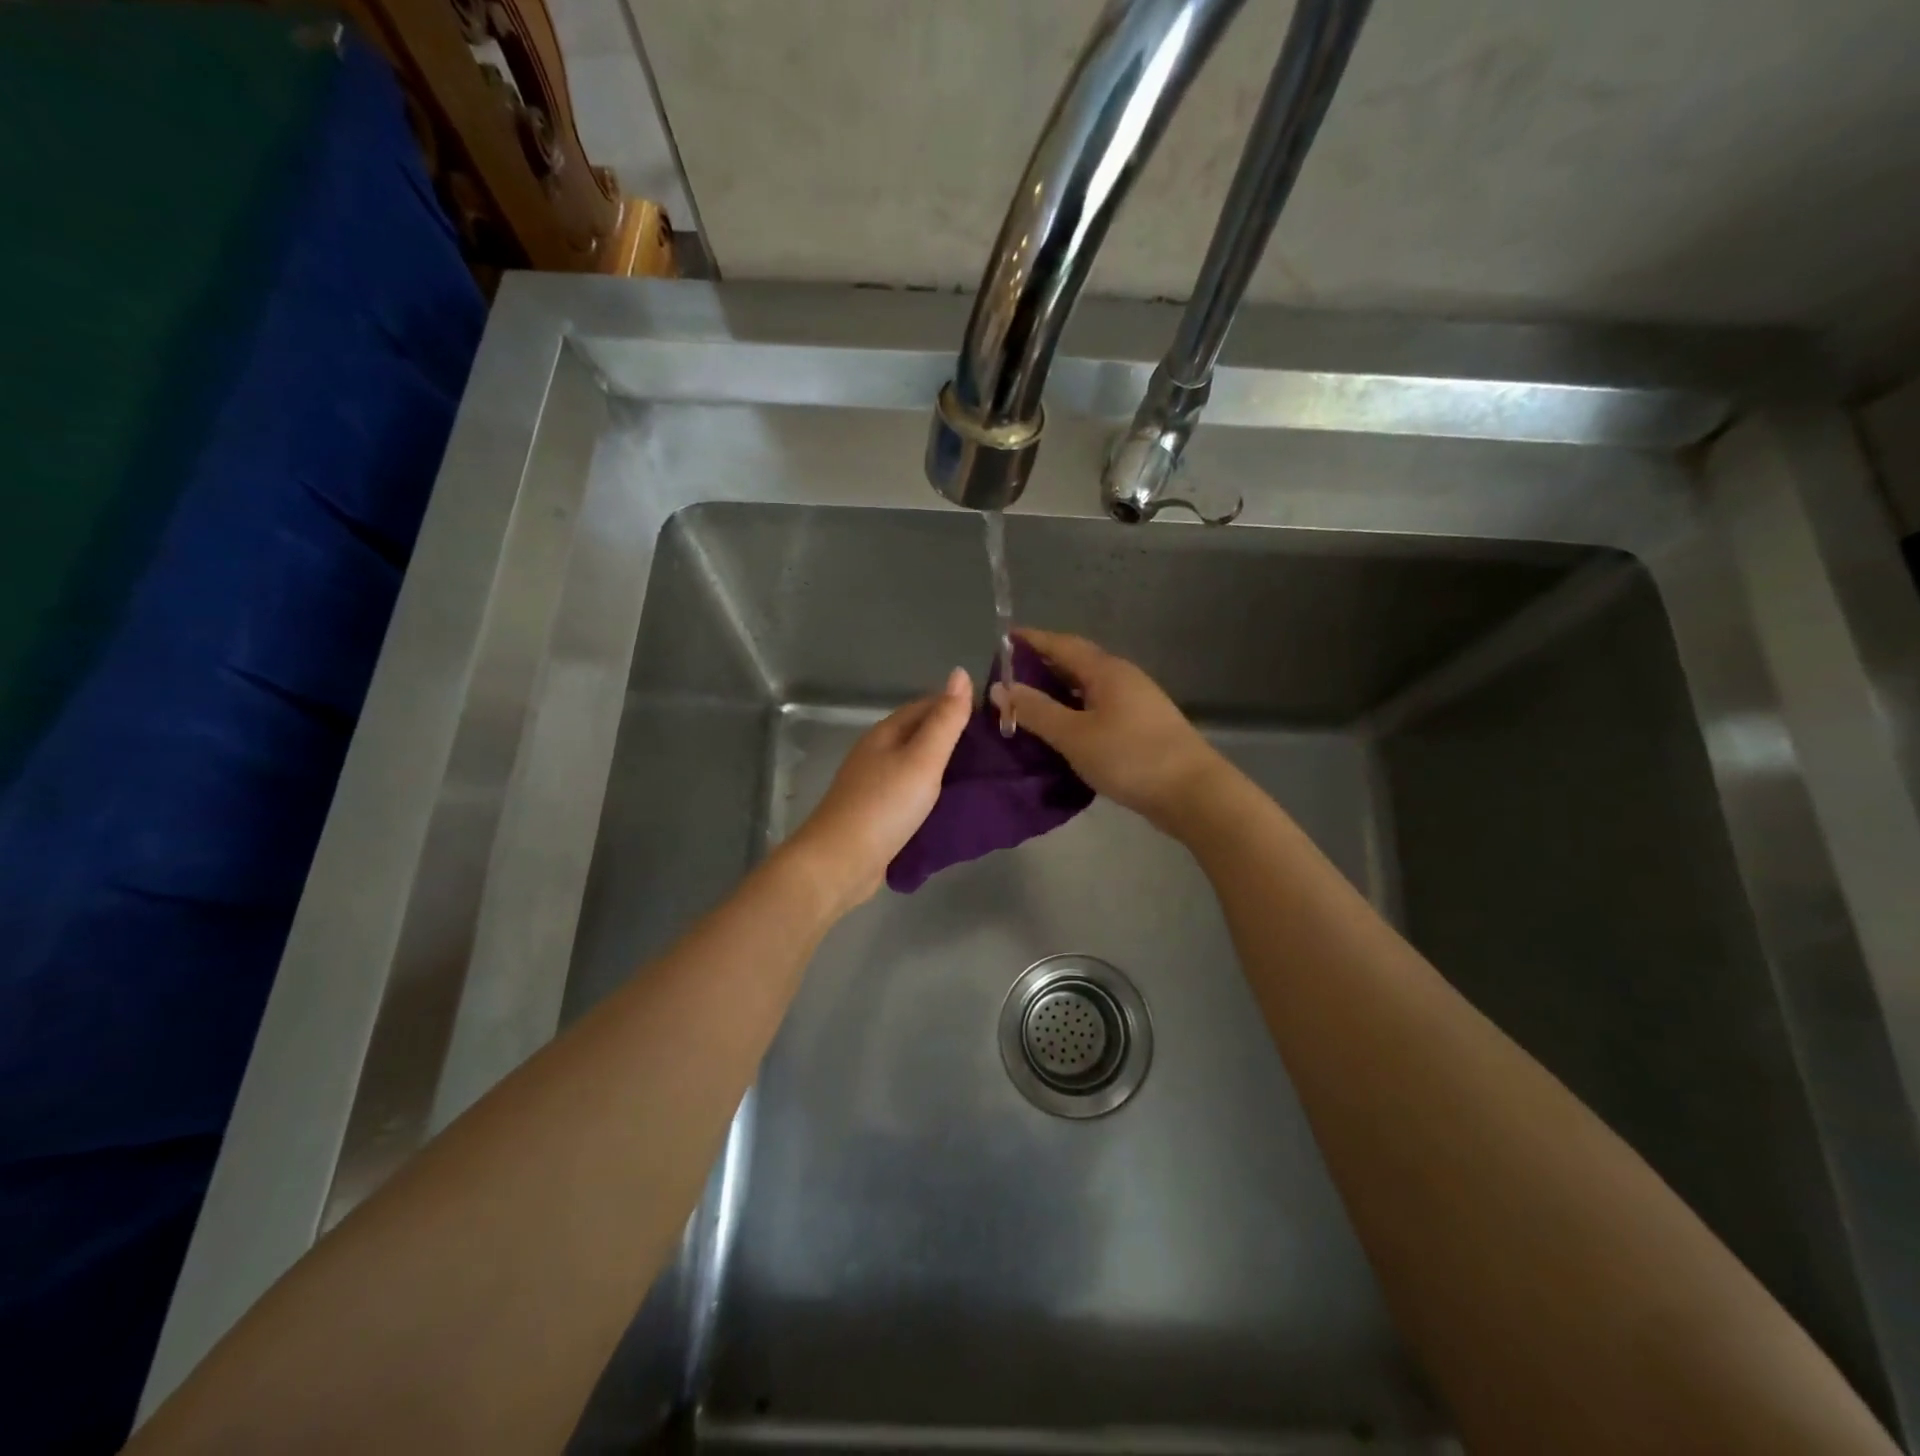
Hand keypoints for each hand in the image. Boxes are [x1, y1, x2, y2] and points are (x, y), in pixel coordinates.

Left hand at [782, 668, 972, 912]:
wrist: (840, 862)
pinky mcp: (877, 814)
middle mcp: (877, 753)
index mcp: (886, 733)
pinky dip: (933, 794)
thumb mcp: (923, 758)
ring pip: (916, 766)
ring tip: (982, 776)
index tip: (994, 718)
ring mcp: (875, 785)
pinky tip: (953, 804)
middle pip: (920, 735)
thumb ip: (945, 720)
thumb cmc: (884, 805)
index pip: (926, 706)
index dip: (958, 706)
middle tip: (997, 750)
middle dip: (954, 738)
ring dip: (945, 768)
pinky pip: (911, 794)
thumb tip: (960, 672)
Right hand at [990, 628, 1227, 832]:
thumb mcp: (1073, 735)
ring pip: (1089, 687)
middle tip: (1009, 677)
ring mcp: (1137, 702)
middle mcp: (1123, 678)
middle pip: (1077, 662)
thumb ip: (1036, 711)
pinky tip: (1063, 729)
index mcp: (1106, 671)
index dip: (1032, 640)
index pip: (1062, 644)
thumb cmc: (1129, 757)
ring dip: (1059, 690)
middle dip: (1043, 665)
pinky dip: (1075, 710)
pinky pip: (1099, 707)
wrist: (1192, 793)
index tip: (1004, 639)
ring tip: (1030, 703)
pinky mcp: (1142, 726)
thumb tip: (1001, 688)